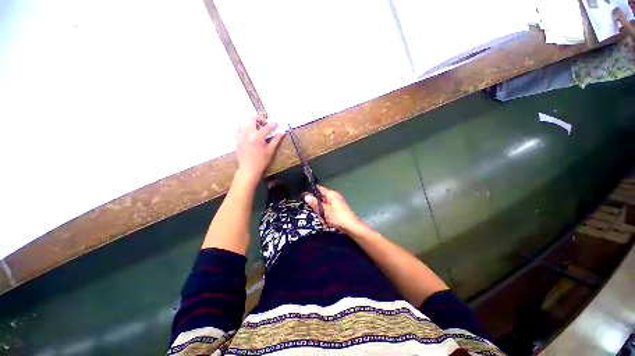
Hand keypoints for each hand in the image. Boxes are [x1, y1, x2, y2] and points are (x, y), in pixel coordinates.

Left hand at [236, 116, 283, 181]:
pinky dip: (246, 129)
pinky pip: (240, 129)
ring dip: (252, 123)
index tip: (276, 124)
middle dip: (260, 119)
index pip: (266, 127)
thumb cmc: (261, 161)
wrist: (248, 169)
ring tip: (258, 130)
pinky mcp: (237, 139)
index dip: (273, 125)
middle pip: (252, 118)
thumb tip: (282, 132)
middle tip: (265, 125)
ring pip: (245, 122)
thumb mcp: (270, 151)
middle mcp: (247, 134)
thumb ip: (276, 140)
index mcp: (257, 137)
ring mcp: (240, 136)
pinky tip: (251, 135)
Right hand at [303, 185, 362, 232]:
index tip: (304, 195)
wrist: (351, 227)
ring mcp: (336, 203)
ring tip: (323, 219)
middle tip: (316, 213)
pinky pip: (328, 210)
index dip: (311, 191)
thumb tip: (306, 196)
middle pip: (320, 198)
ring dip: (321, 212)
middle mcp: (334, 196)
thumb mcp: (324, 211)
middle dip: (317, 206)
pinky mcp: (338, 209)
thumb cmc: (338, 217)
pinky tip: (327, 221)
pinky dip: (326, 215)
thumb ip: (315, 203)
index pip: (319, 188)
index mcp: (331, 194)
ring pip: (323, 205)